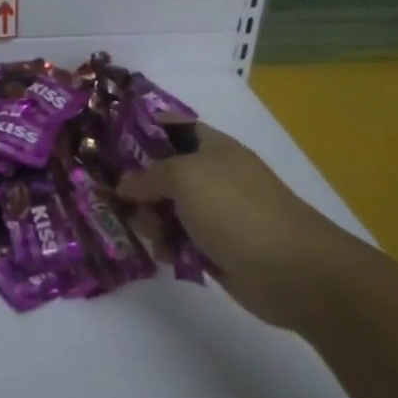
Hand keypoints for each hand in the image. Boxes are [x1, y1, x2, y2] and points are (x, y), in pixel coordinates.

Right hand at [118, 123, 349, 324]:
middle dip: (137, 186)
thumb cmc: (237, 210)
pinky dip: (167, 247)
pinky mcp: (215, 247)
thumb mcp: (186, 177)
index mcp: (211, 147)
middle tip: (116, 200)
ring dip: (150, 221)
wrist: (292, 270)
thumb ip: (149, 175)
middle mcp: (211, 175)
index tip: (105, 143)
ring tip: (150, 235)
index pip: (169, 127)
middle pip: (161, 172)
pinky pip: (178, 240)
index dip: (138, 130)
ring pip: (166, 209)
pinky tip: (164, 257)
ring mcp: (214, 212)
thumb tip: (125, 183)